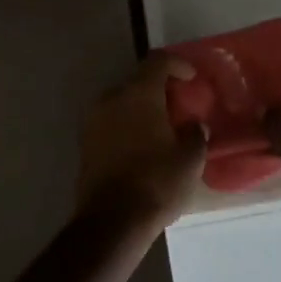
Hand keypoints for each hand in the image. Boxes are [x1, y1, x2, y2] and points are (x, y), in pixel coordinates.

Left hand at [75, 53, 206, 231]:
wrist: (112, 220)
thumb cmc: (157, 182)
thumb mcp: (190, 159)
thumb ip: (195, 134)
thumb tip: (193, 126)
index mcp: (139, 93)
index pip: (158, 61)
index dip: (177, 64)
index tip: (191, 78)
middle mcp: (112, 98)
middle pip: (138, 81)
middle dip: (159, 90)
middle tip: (179, 107)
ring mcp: (93, 120)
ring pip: (122, 103)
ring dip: (142, 110)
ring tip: (162, 130)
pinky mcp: (85, 143)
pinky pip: (111, 123)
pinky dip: (127, 126)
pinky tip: (143, 148)